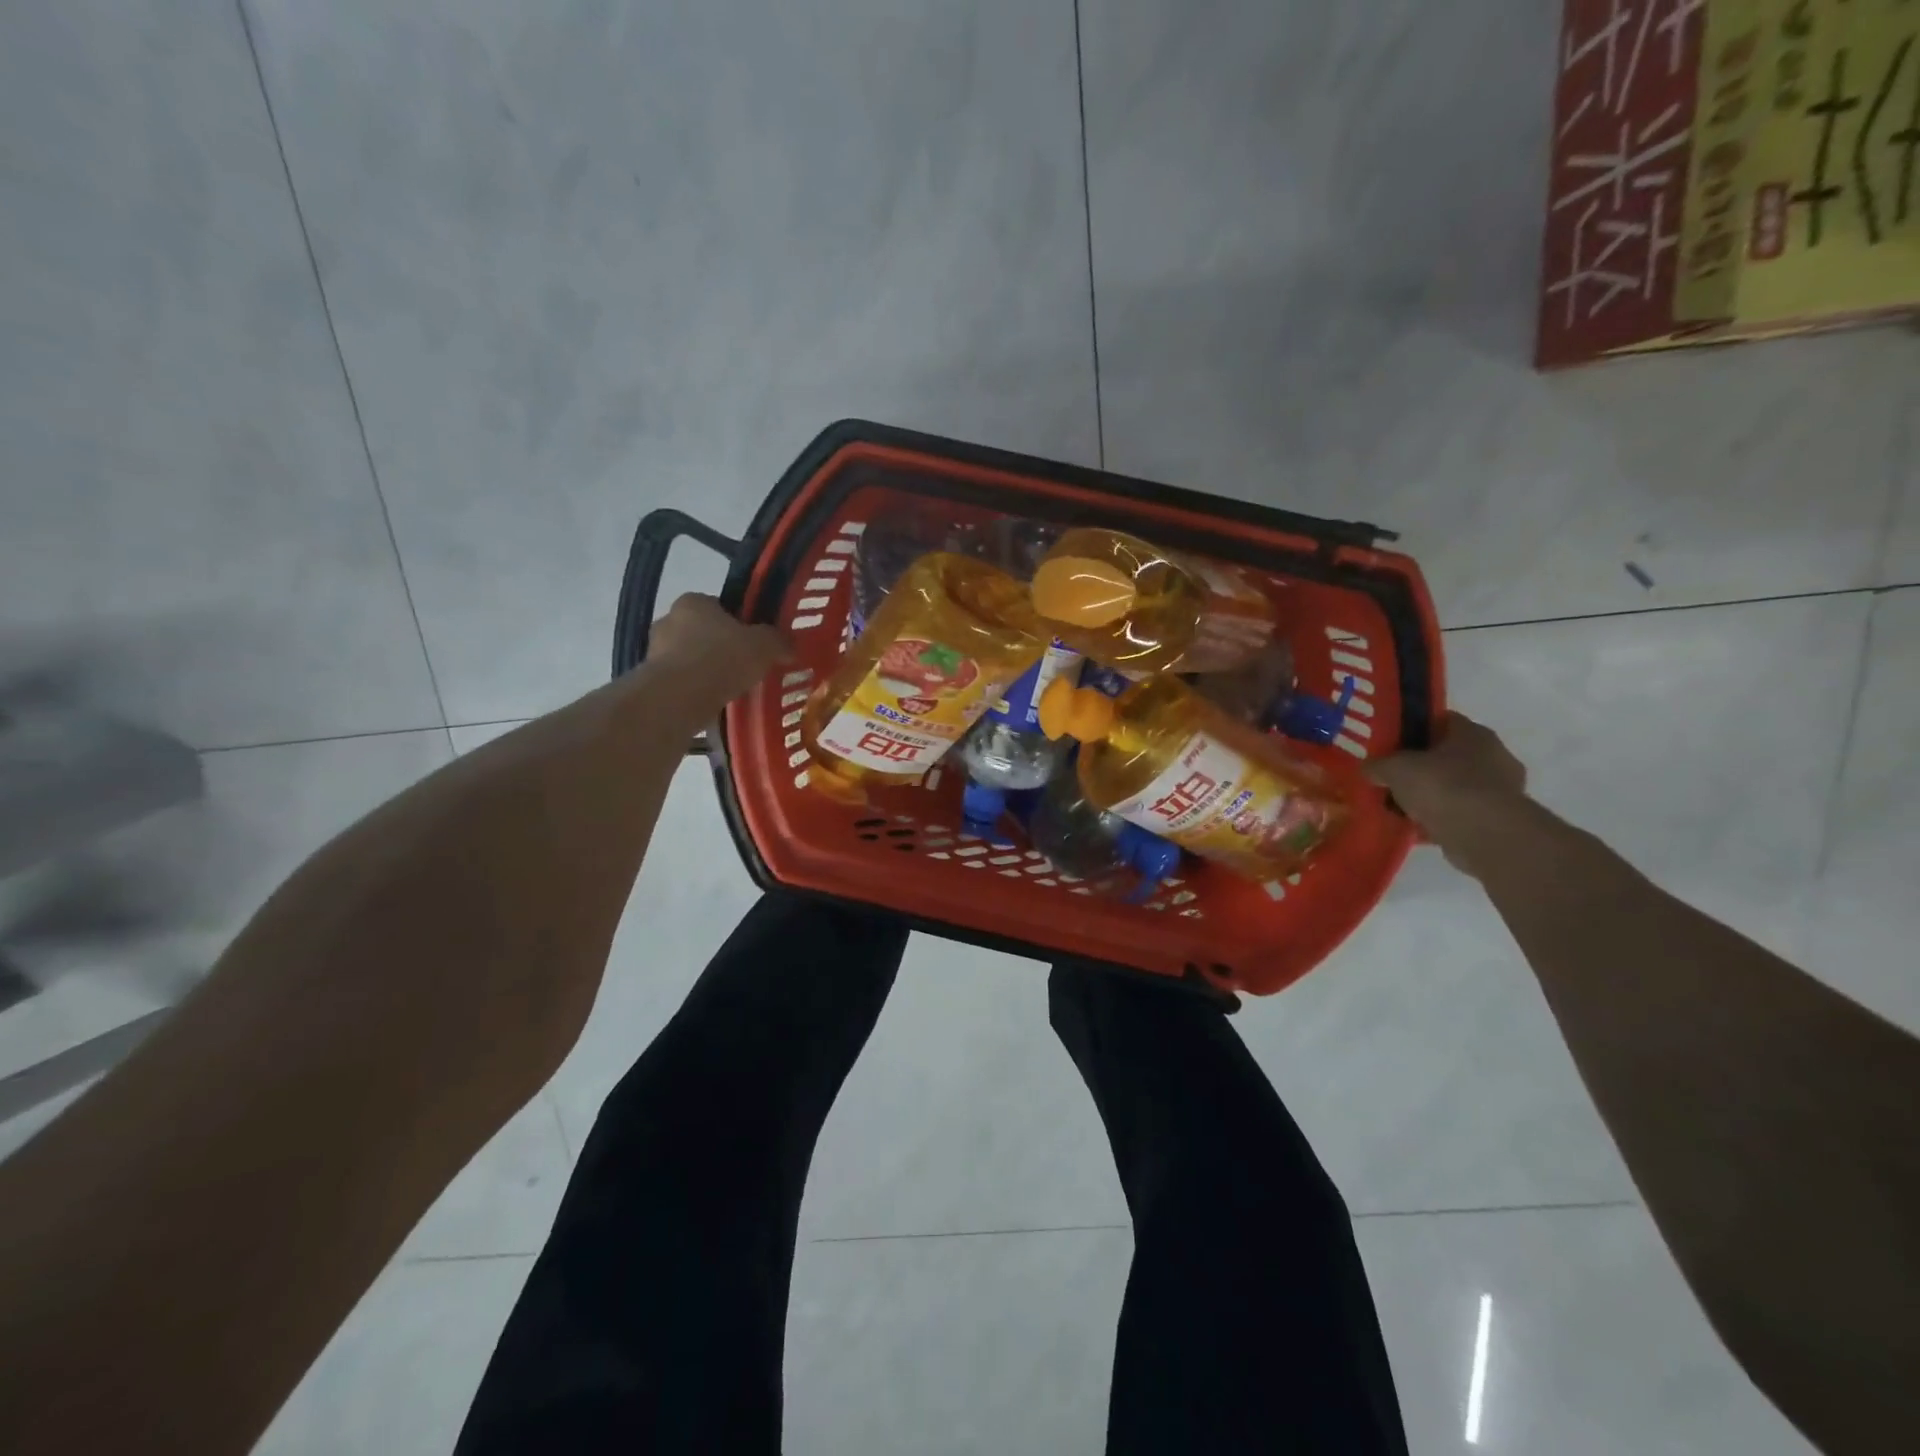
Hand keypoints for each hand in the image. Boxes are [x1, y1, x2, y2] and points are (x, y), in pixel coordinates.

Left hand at [646, 594, 789, 705]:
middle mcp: (668, 620)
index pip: (718, 607)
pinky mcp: (651, 681)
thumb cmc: (722, 659)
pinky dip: (695, 690)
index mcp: (693, 601)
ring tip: (730, 690)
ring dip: (706, 671)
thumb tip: (790, 646)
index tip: (752, 643)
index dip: (738, 623)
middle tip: (743, 667)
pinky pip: (680, 683)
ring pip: (689, 658)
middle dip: (720, 648)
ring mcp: (654, 652)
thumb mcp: (764, 646)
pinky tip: (713, 703)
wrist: (680, 697)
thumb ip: (778, 641)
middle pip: (702, 632)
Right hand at [1366, 712, 1529, 876]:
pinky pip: (1462, 813)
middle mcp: (1494, 755)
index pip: (1442, 721)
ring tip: (1402, 807)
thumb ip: (1378, 765)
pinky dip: (1442, 819)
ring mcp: (1502, 790)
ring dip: (1433, 796)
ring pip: (1456, 786)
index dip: (1415, 729)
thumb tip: (1367, 768)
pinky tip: (1417, 828)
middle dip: (1423, 766)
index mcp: (1473, 733)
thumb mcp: (1395, 769)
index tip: (1393, 743)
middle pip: (1450, 755)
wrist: (1484, 834)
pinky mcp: (1500, 820)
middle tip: (1394, 777)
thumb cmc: (1442, 786)